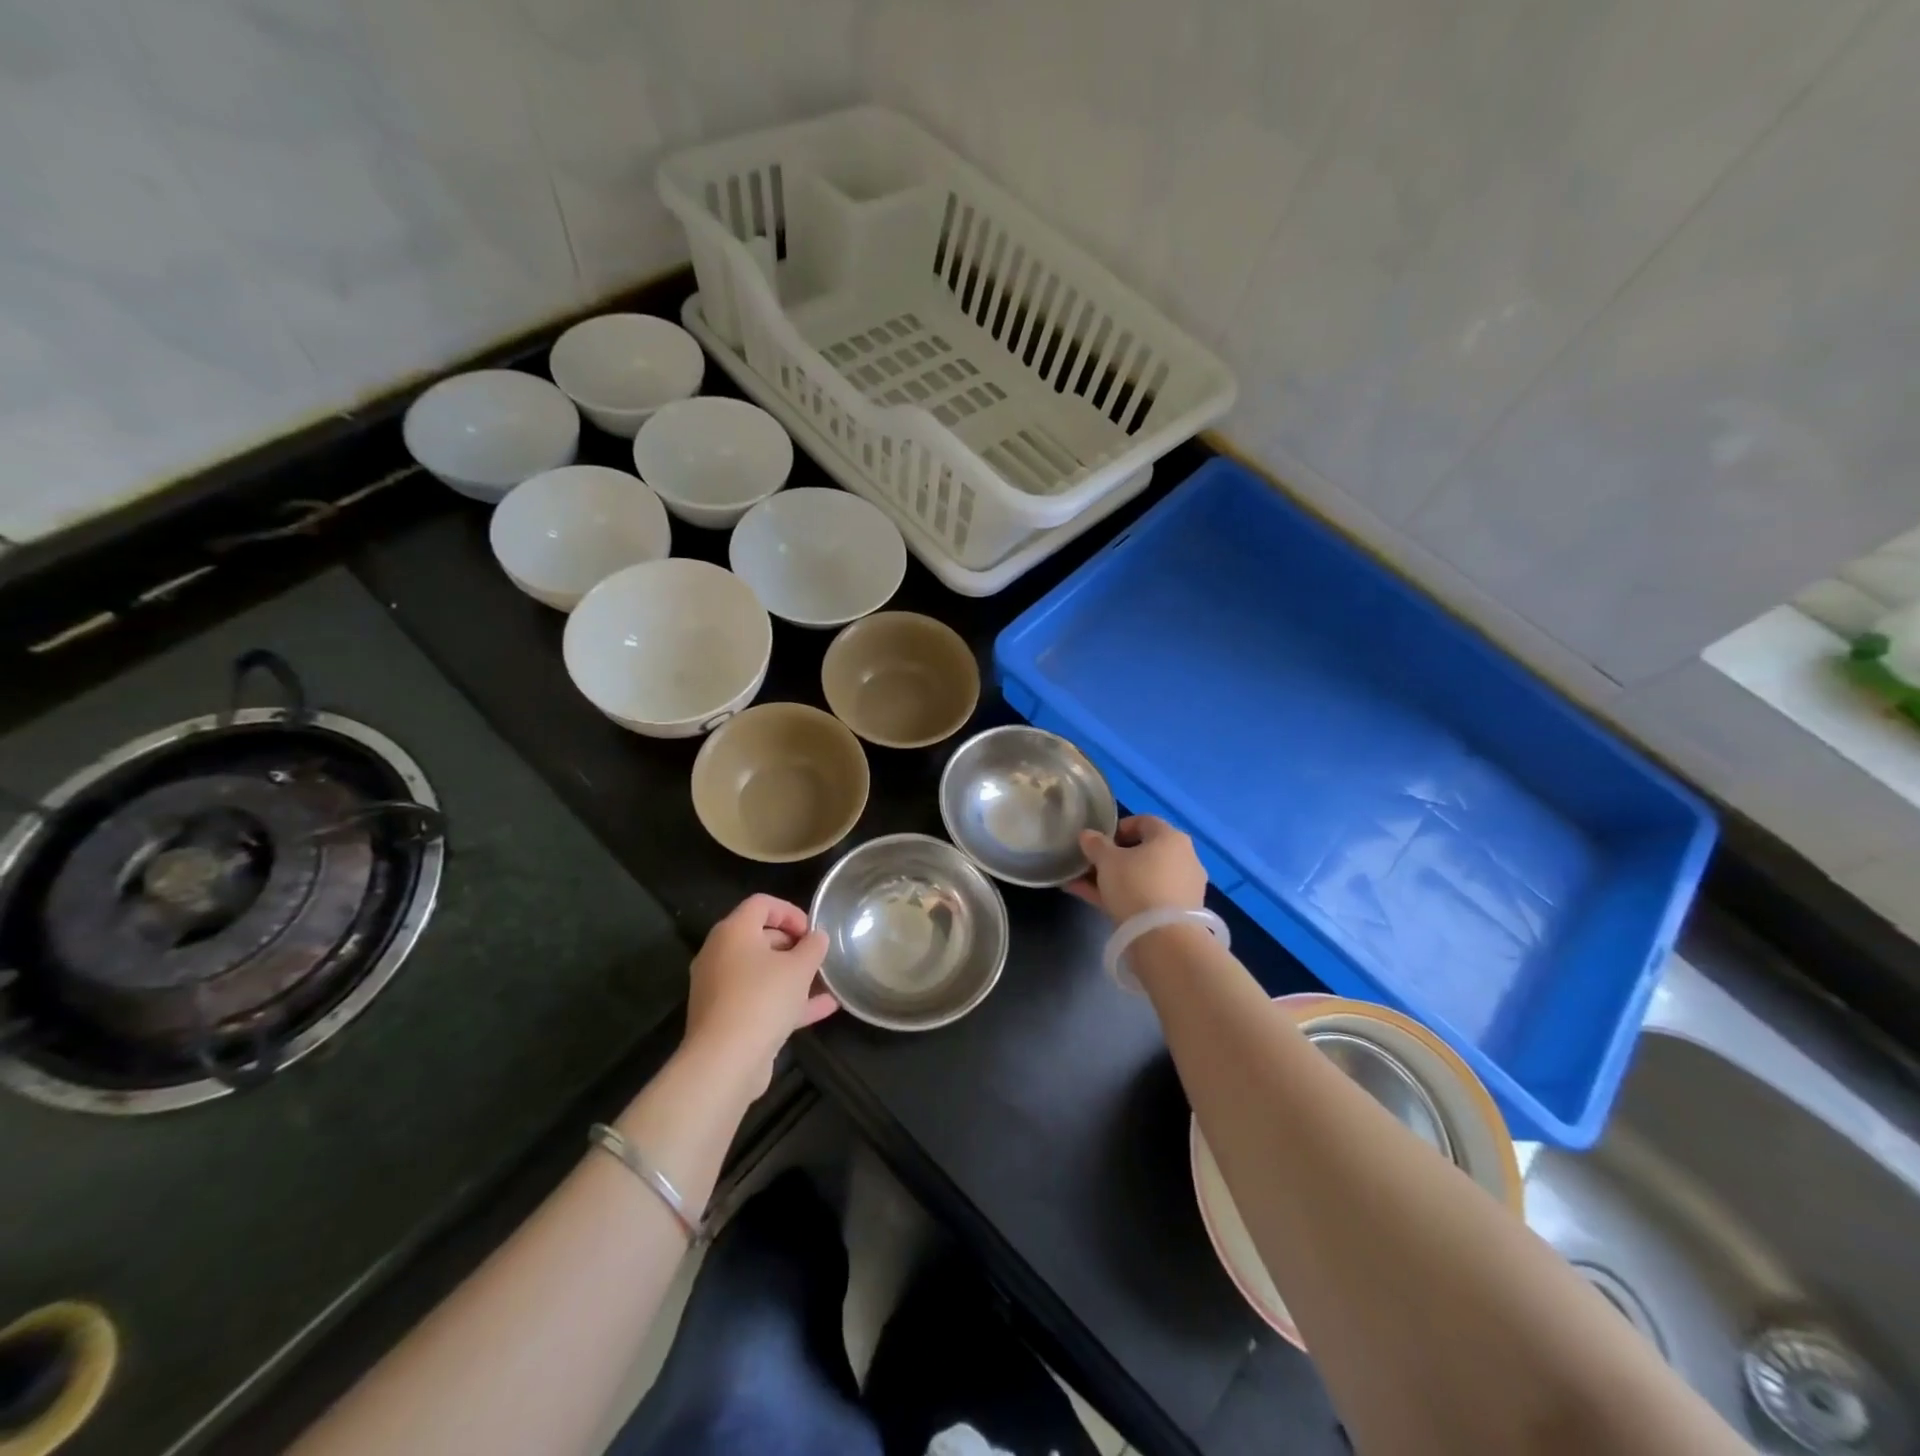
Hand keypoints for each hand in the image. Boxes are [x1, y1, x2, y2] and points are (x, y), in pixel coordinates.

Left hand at [684, 894, 835, 1094]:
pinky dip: (787, 1001)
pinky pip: (760, 999)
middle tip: (818, 957)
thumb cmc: (762, 999)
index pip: (762, 904)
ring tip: (825, 982)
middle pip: (760, 937)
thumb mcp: (799, 968)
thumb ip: (813, 947)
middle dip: (794, 945)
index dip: (791, 912)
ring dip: (793, 975)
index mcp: (733, 932)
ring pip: (761, 972)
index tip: (813, 931)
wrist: (725, 1062)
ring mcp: (720, 989)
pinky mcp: (726, 1018)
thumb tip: (817, 937)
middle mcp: (720, 955)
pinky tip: (824, 1008)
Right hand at [1068, 815, 1207, 923]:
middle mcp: (1184, 858)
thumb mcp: (1107, 860)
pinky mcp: (1179, 913)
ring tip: (1083, 886)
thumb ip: (1095, 844)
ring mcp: (1183, 887)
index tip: (1098, 841)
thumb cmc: (1135, 885)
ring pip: (1142, 877)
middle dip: (1113, 858)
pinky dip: (1125, 897)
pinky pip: (1147, 897)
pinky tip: (1096, 902)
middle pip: (1143, 852)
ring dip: (1114, 880)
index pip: (1144, 821)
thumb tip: (1087, 835)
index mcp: (1171, 837)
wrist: (1163, 938)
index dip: (1118, 828)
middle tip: (1090, 866)